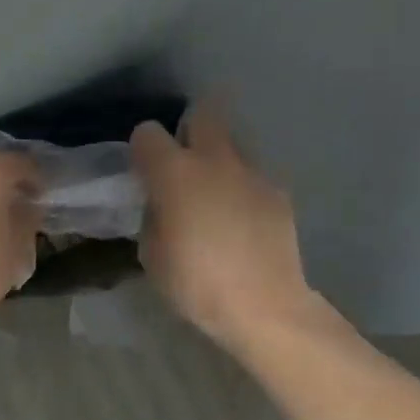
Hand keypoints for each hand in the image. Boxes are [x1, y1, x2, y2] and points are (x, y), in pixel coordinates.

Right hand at [131, 105, 333, 350]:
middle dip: (189, 129)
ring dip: (218, 159)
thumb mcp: (152, 255)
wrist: (263, 305)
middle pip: (203, 113)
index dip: (142, 149)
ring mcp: (252, 173)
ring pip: (232, 143)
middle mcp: (215, 160)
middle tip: (182, 163)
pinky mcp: (277, 192)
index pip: (148, 133)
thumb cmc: (195, 284)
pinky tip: (240, 221)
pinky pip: (252, 176)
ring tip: (214, 195)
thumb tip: (162, 205)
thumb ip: (153, 217)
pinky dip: (242, 188)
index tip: (143, 172)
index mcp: (174, 173)